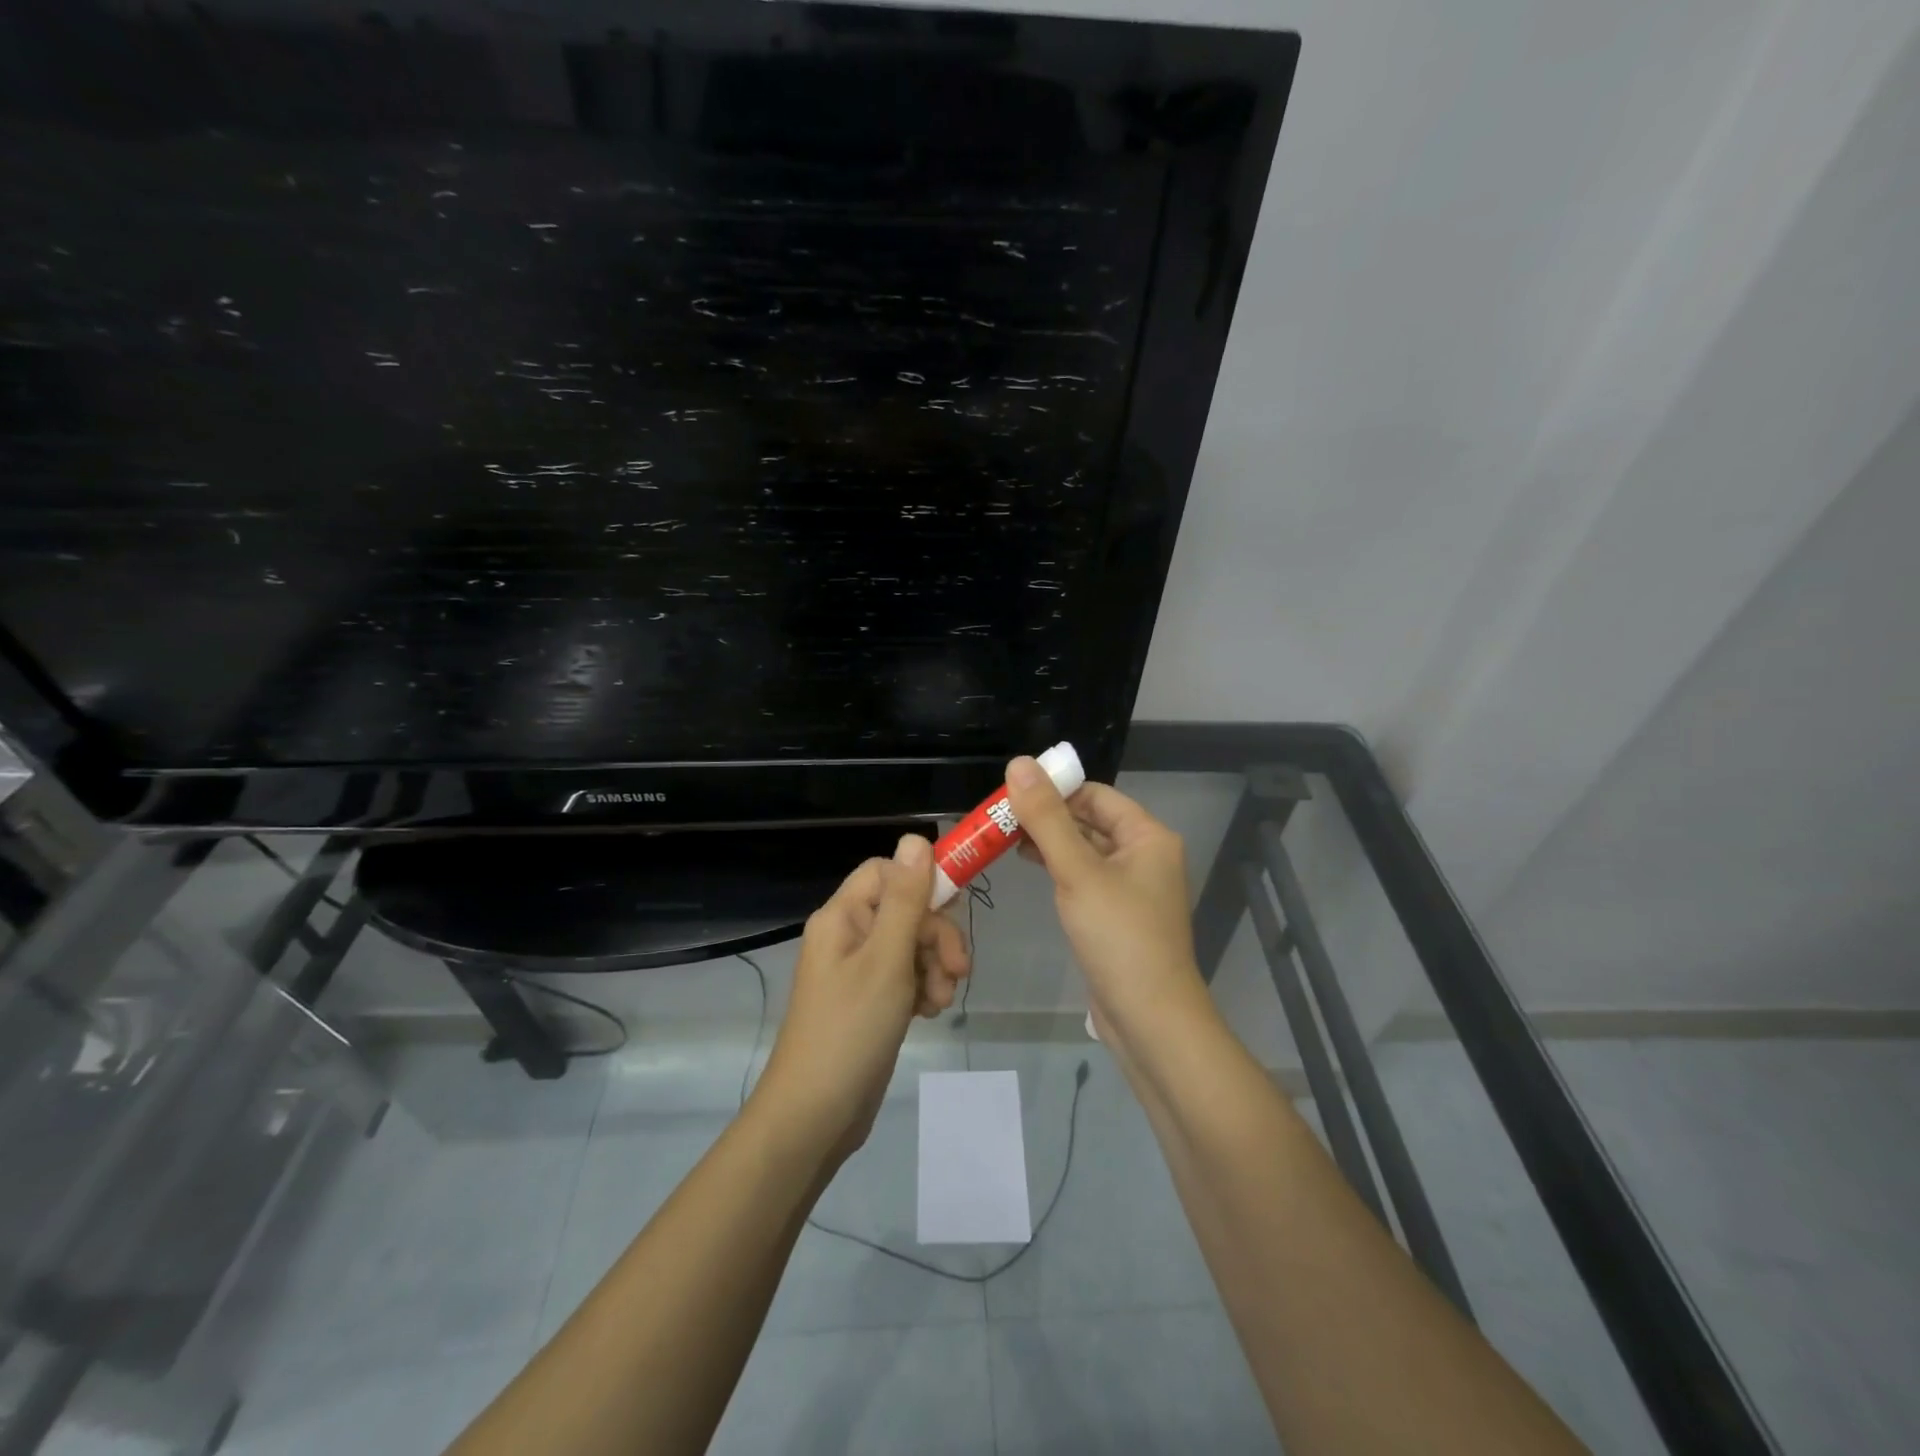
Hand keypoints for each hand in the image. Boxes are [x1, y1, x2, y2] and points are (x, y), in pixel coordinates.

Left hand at [754, 834, 969, 1160]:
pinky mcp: (870, 1000)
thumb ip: (906, 899)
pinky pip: (905, 975)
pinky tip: (929, 1013)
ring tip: (939, 1001)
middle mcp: (848, 935)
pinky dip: (923, 988)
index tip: (955, 908)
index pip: (887, 872)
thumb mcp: (886, 960)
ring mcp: (858, 970)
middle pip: (905, 909)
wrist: (815, 1116)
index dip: (922, 883)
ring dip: (934, 967)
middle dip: (936, 936)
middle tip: (957, 970)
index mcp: (842, 916)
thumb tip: (915, 838)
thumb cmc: (850, 1030)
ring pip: (911, 944)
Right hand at [1006, 758, 1210, 1052]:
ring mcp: (1132, 886)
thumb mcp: (1077, 871)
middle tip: (998, 817)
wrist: (1150, 1018)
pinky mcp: (1117, 914)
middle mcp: (1144, 854)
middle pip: (1089, 820)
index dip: (1054, 789)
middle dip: (1047, 816)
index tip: (1010, 793)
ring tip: (1004, 838)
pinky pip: (1085, 877)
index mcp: (1147, 836)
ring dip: (1049, 841)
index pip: (1095, 794)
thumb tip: (1019, 764)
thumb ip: (1046, 819)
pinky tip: (1031, 866)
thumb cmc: (1119, 936)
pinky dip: (1059, 867)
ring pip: (1085, 849)